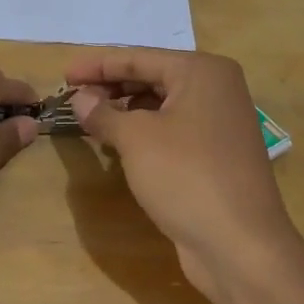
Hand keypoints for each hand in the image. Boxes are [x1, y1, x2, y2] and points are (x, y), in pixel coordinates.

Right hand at [66, 49, 300, 295]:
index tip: (64, 74)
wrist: (240, 245)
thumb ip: (103, 113)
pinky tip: (118, 143)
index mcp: (203, 72)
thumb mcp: (136, 140)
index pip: (139, 58)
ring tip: (90, 118)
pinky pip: (172, 129)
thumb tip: (80, 98)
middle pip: (153, 77)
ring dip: (125, 110)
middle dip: (111, 86)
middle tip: (74, 97)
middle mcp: (217, 89)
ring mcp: (220, 123)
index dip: (97, 65)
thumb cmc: (186, 177)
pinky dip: (144, 131)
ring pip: (162, 105)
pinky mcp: (217, 154)